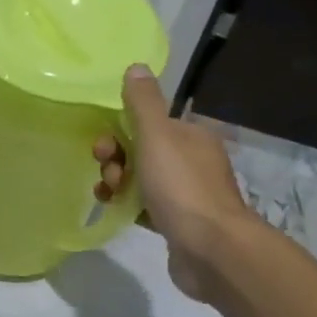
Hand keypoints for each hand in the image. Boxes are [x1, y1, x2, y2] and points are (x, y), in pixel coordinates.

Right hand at [94, 65, 254, 301]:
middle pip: (143, 150)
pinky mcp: (178, 223)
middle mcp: (193, 160)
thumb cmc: (182, 187)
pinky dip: (128, 204)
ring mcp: (187, 194)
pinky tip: (115, 210)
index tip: (105, 146)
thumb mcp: (158, 136)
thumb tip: (136, 66)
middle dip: (117, 158)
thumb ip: (144, 103)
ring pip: (141, 179)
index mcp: (191, 136)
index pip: (150, 122)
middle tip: (109, 174)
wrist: (212, 249)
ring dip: (118, 182)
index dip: (121, 129)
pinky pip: (145, 205)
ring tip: (108, 195)